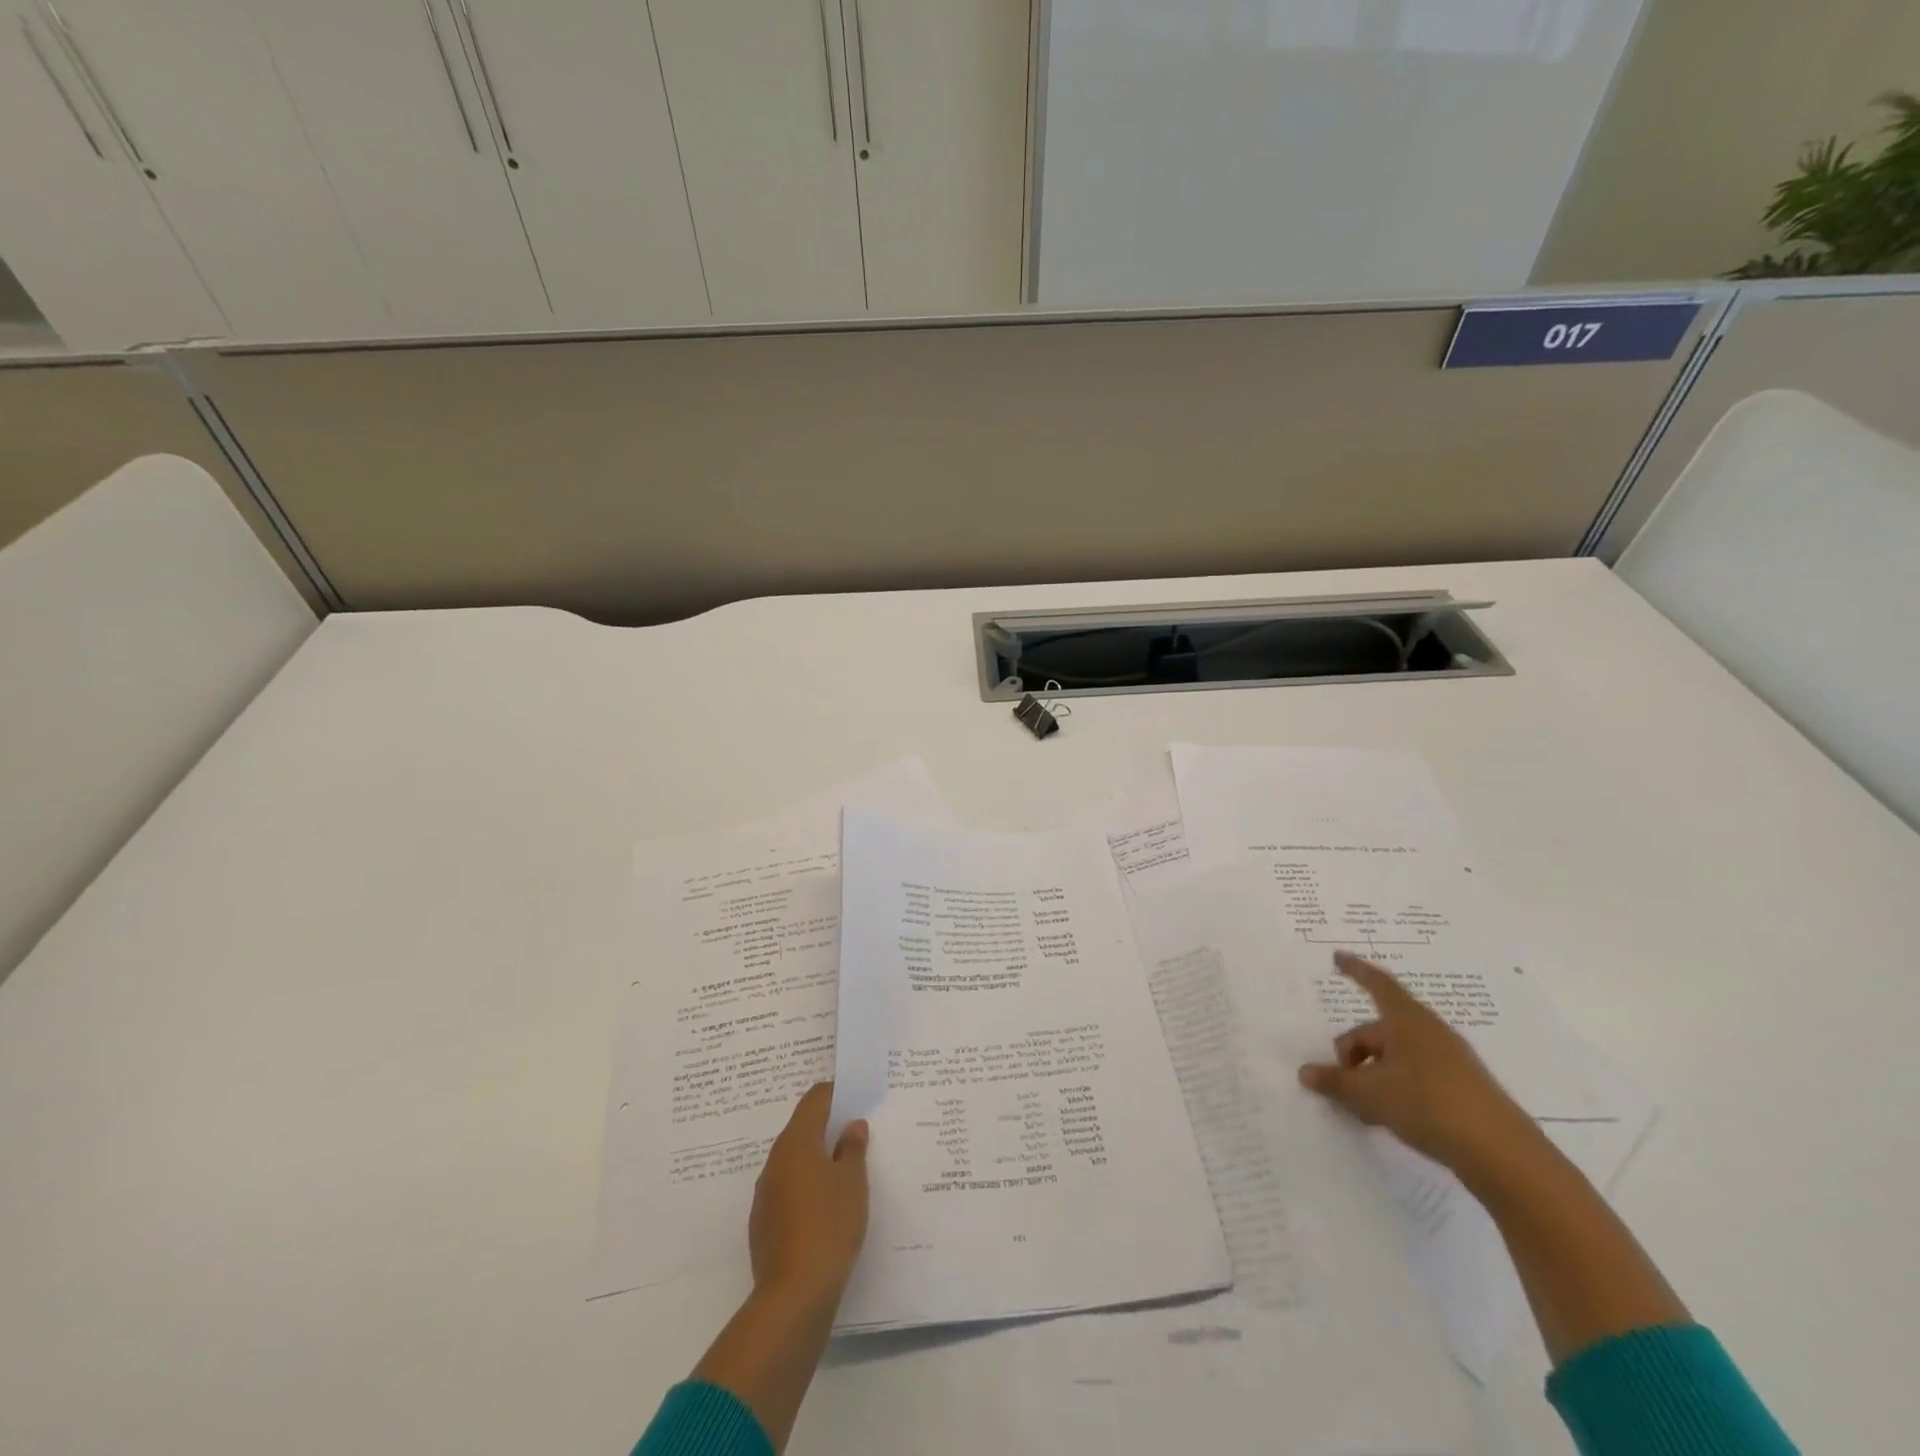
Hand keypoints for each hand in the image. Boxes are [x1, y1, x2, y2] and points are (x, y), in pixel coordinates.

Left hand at [748, 1083, 870, 1305]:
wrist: (793, 1296)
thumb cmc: (829, 1226)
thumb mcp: (853, 1183)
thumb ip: (853, 1149)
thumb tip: (851, 1126)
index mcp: (796, 1142)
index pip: (814, 1100)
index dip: (836, 1093)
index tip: (857, 1096)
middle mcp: (775, 1161)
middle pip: (802, 1129)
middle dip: (828, 1127)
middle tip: (857, 1132)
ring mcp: (765, 1194)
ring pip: (794, 1161)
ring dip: (817, 1159)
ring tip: (846, 1171)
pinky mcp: (764, 1224)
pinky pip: (788, 1190)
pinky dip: (807, 1187)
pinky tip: (827, 1208)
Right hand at [1297, 951, 1539, 1180]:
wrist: (1503, 1155)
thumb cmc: (1428, 1105)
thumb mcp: (1370, 1093)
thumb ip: (1335, 1081)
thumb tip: (1305, 1072)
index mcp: (1407, 1020)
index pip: (1376, 984)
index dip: (1355, 970)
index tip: (1337, 958)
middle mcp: (1429, 1032)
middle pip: (1379, 1029)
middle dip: (1354, 1051)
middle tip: (1337, 1078)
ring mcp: (1449, 1060)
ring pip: (1396, 1055)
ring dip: (1372, 1074)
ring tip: (1360, 1106)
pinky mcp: (1462, 1088)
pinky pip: (1415, 1074)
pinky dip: (1394, 1087)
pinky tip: (1386, 1116)